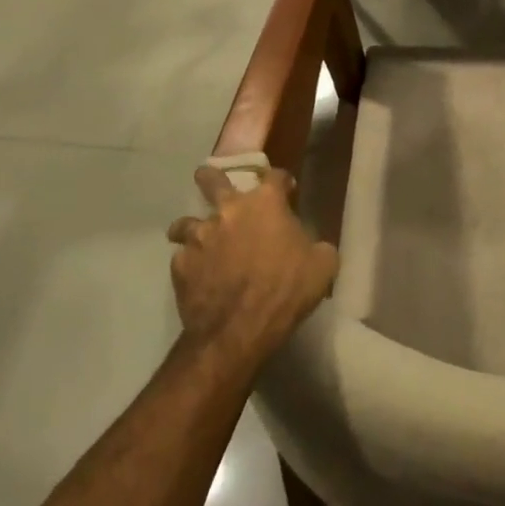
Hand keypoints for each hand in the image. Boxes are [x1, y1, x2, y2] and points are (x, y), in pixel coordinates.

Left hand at [168, 167, 337, 367]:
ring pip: (186, 222)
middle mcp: (228, 210)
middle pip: (211, 179)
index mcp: (266, 203)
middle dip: (210, 178)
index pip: (275, 175)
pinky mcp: (181, 265)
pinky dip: (191, 264)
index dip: (283, 182)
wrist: (239, 330)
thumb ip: (317, 245)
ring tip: (198, 240)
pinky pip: (183, 258)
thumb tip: (312, 246)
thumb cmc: (287, 290)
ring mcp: (200, 237)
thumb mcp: (323, 264)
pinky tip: (199, 276)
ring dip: (192, 228)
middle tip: (211, 182)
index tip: (287, 191)